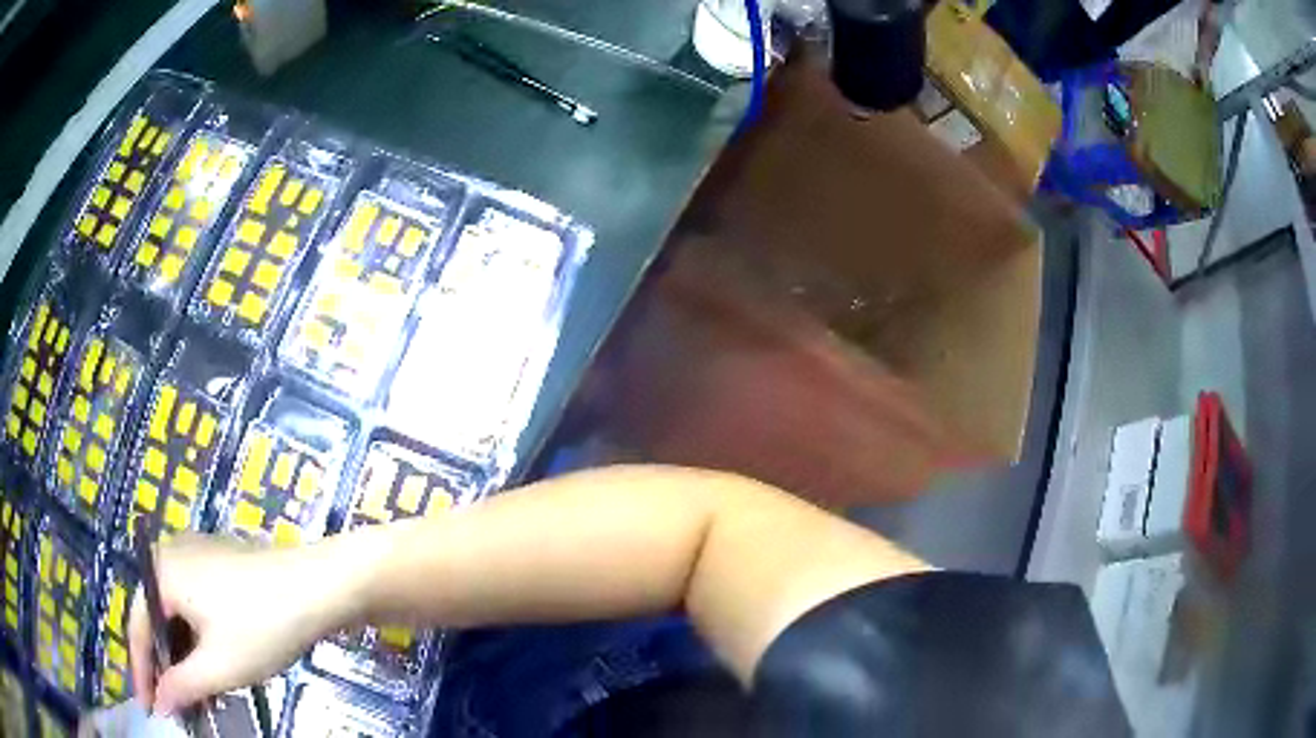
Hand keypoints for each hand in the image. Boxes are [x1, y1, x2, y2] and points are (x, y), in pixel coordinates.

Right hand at [128, 535, 348, 714]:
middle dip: (165, 668)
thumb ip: (182, 686)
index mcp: (161, 572)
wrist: (321, 586)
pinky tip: (211, 670)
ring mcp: (196, 557)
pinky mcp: (219, 565)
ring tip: (197, 699)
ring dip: (184, 658)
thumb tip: (159, 703)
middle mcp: (171, 556)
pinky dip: (199, 641)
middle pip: (156, 620)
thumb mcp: (219, 666)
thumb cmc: (263, 626)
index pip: (138, 628)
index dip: (142, 674)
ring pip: (178, 616)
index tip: (148, 709)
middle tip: (174, 708)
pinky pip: (195, 607)